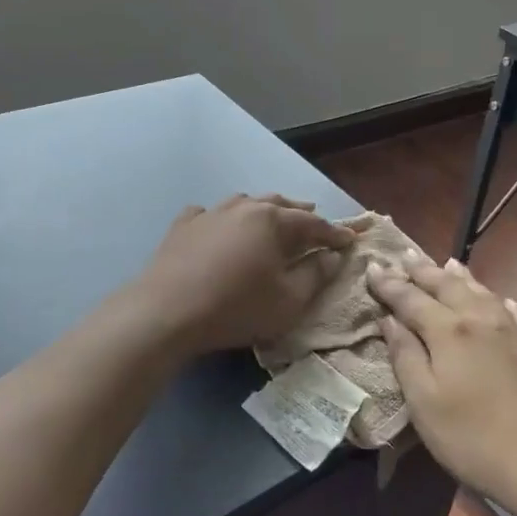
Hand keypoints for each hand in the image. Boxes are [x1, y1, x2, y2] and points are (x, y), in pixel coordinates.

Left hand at [133, 195, 352, 358]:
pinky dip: (221, 218)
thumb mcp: (288, 300)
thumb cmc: (236, 307)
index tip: (350, 241)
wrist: (166, 311)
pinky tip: (218, 225)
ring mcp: (210, 213)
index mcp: (273, 221)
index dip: (334, 233)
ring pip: (244, 203)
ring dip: (263, 210)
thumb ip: (315, 275)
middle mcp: (243, 207)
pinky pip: (208, 214)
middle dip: (300, 213)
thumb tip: (331, 256)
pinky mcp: (183, 226)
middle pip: (279, 205)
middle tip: (315, 220)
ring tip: (272, 216)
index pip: (313, 224)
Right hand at [368, 252, 516, 514]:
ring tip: (449, 263)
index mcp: (448, 331)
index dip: (389, 284)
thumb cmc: (473, 438)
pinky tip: (506, 303)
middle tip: (405, 254)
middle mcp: (480, 320)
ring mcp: (514, 332)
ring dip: (461, 277)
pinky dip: (505, 303)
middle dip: (423, 270)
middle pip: (447, 286)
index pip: (410, 299)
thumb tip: (389, 319)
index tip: (372, 266)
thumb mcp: (424, 403)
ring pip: (483, 293)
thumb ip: (405, 356)